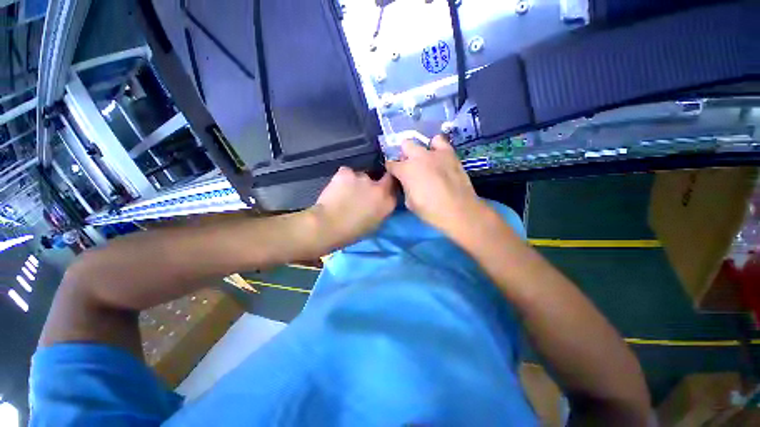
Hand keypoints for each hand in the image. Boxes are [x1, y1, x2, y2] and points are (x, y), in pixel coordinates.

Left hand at [309, 166, 396, 248]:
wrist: (328, 226)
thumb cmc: (352, 232)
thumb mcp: (374, 224)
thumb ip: (380, 209)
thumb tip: (378, 202)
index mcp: (388, 202)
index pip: (393, 189)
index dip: (386, 189)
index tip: (379, 193)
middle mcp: (379, 187)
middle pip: (380, 179)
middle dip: (373, 184)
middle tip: (361, 193)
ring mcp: (363, 177)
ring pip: (361, 176)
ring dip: (356, 182)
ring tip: (345, 192)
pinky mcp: (347, 172)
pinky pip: (347, 173)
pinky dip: (343, 179)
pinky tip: (337, 187)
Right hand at [386, 135, 488, 239]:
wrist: (458, 210)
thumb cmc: (430, 210)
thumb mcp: (409, 202)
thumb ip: (405, 187)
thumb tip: (407, 183)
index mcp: (405, 170)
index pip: (391, 164)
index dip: (392, 170)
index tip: (395, 175)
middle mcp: (417, 157)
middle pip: (405, 146)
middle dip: (404, 156)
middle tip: (409, 167)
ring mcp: (434, 153)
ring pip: (420, 143)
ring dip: (418, 151)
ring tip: (423, 161)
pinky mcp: (449, 153)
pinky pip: (439, 141)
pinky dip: (435, 146)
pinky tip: (437, 156)